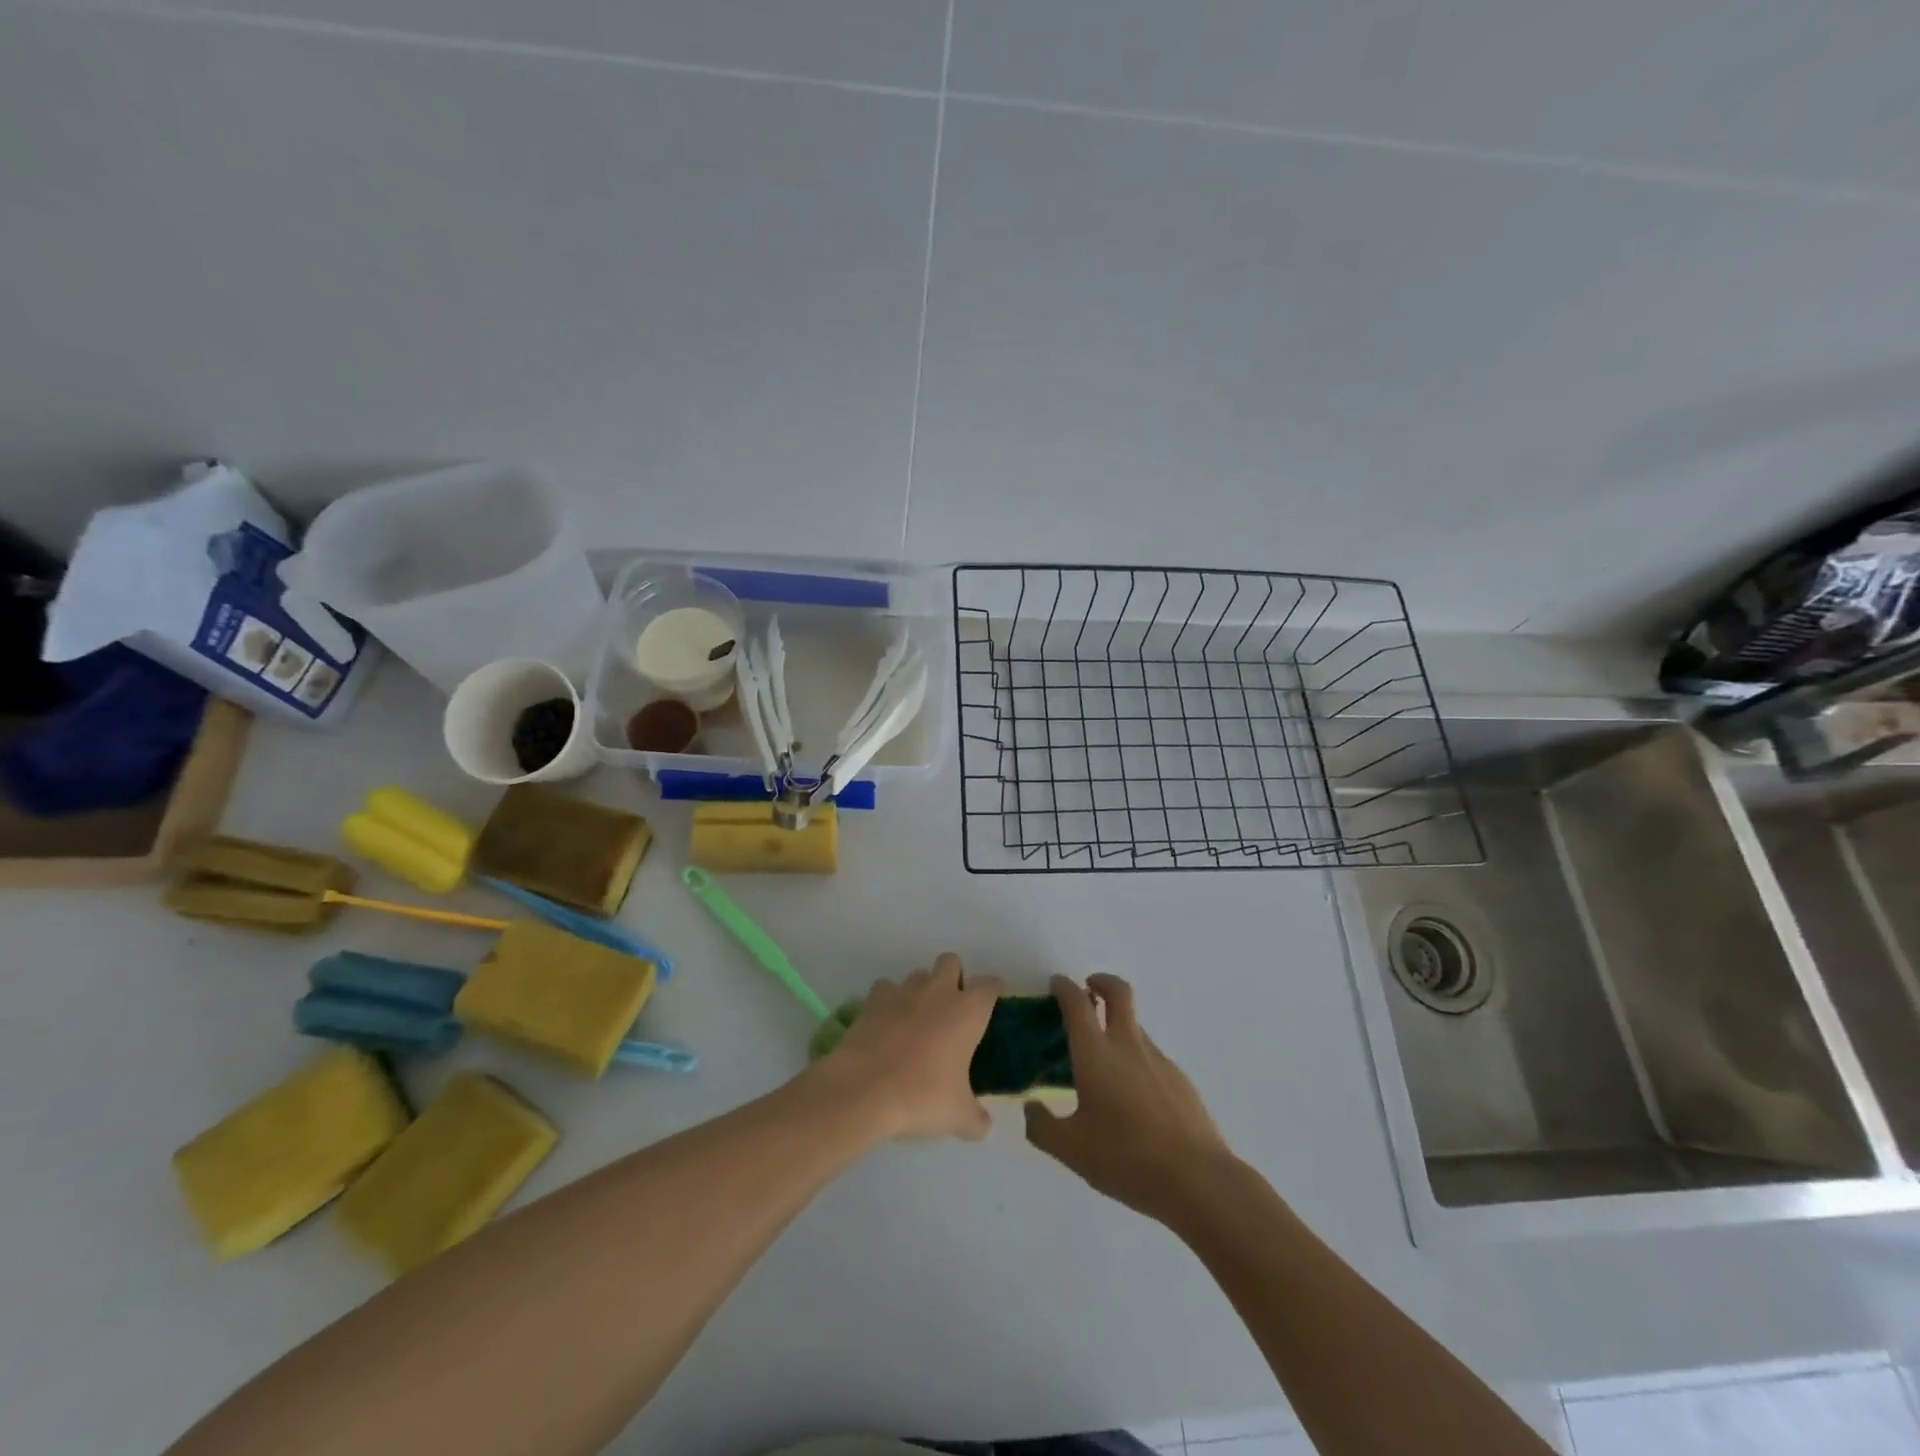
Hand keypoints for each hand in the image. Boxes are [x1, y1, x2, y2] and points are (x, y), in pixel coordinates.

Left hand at [812, 953, 1003, 1141]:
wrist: (865, 1088)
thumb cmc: (922, 1095)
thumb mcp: (958, 1116)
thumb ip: (976, 1118)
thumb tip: (984, 1125)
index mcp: (968, 1011)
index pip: (989, 985)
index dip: (993, 989)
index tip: (994, 999)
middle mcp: (939, 991)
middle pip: (951, 961)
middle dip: (954, 976)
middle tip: (951, 1007)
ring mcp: (903, 991)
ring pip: (918, 974)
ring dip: (921, 989)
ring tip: (917, 1018)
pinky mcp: (873, 999)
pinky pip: (886, 989)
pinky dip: (888, 1000)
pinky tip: (887, 1022)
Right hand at [1025, 974, 1231, 1223]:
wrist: (1197, 1180)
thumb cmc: (1126, 1159)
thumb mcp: (1071, 1150)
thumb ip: (1042, 1127)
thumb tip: (1031, 1108)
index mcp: (1096, 1054)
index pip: (1077, 1003)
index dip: (1064, 987)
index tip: (1056, 984)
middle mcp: (1127, 1045)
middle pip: (1118, 993)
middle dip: (1101, 982)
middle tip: (1088, 989)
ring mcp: (1158, 1059)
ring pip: (1135, 1025)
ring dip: (1117, 1024)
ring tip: (1103, 1058)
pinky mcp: (1179, 1079)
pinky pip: (1150, 1055)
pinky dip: (1135, 1057)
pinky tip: (1131, 1095)